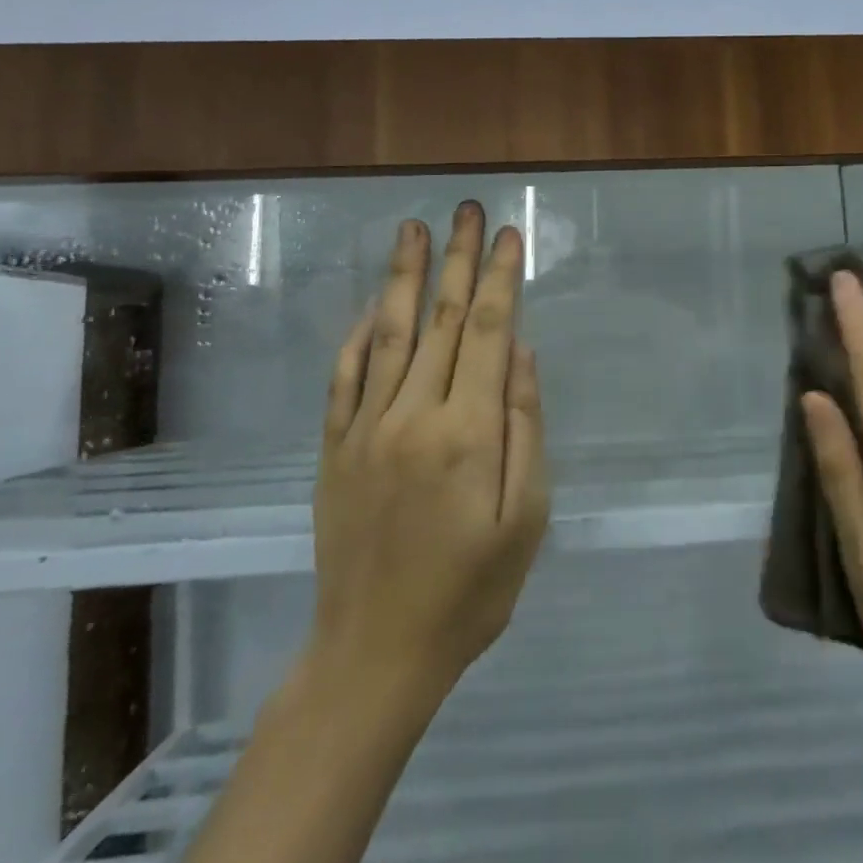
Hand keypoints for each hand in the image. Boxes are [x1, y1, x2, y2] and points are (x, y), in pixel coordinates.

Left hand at [308, 202, 549, 701]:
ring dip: (404, 278)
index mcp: (468, 432)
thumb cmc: (471, 592)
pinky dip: (357, 336)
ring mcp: (365, 428)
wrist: (376, 652)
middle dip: (458, 260)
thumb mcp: (527, 520)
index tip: (510, 235)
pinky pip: (344, 378)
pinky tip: (370, 307)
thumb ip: (526, 429)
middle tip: (466, 210)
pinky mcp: (334, 448)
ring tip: (413, 231)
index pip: (491, 333)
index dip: (502, 279)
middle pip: (443, 320)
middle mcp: (413, 415)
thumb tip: (523, 355)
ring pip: (389, 335)